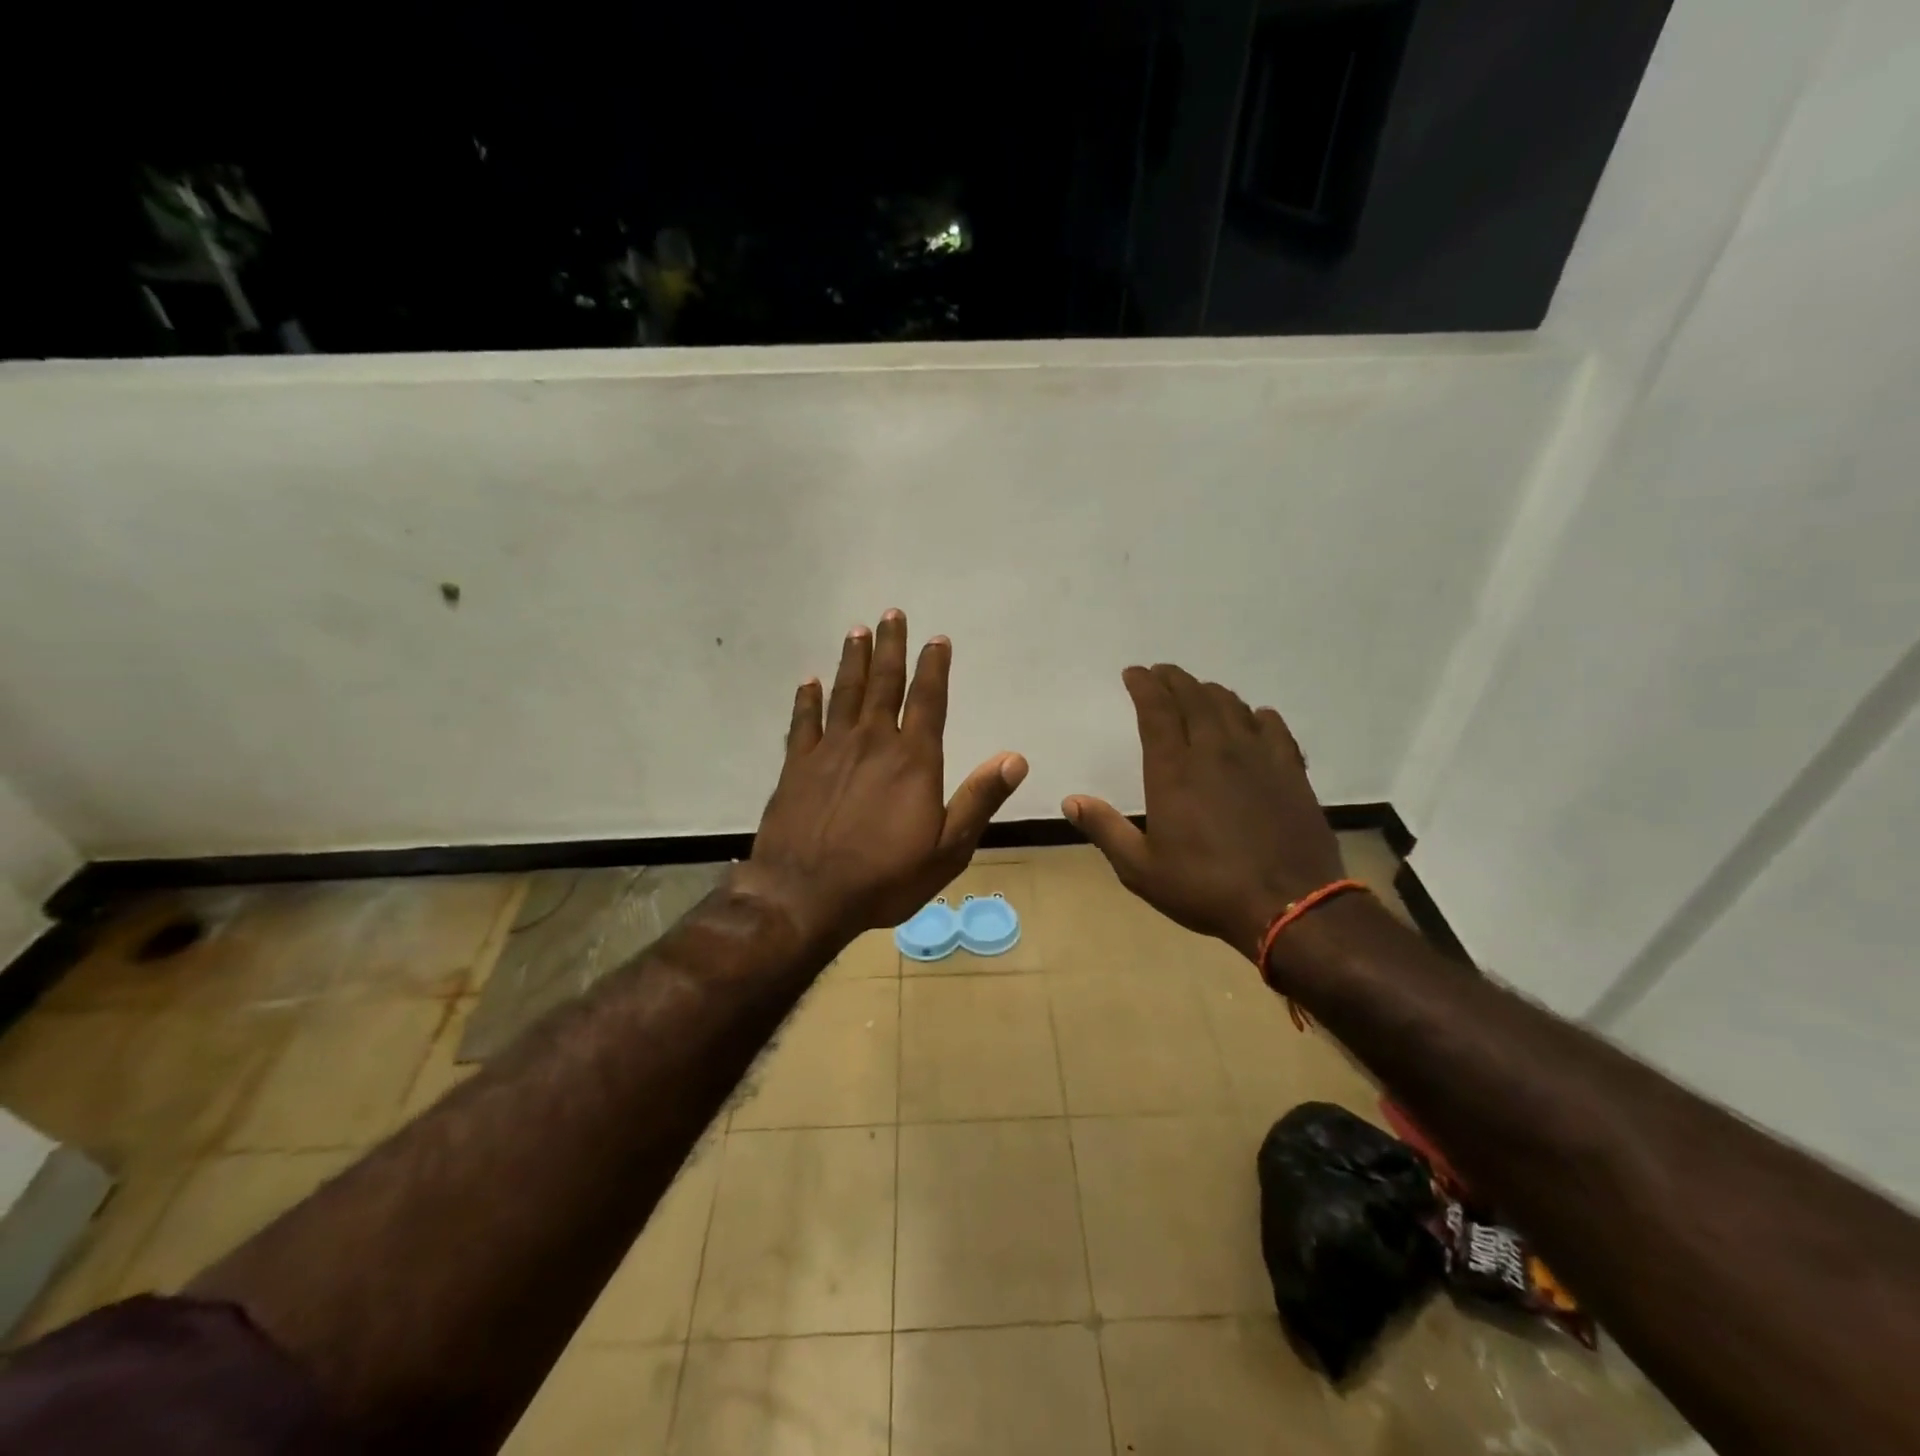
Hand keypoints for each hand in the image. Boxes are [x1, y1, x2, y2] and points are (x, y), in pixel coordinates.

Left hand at [740, 610, 1028, 950]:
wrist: (806, 896)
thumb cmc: (884, 877)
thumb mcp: (948, 849)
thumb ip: (979, 799)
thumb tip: (1015, 758)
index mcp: (913, 760)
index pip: (927, 700)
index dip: (934, 667)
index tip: (937, 639)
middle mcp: (872, 742)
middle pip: (884, 684)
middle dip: (891, 647)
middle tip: (892, 613)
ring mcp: (830, 750)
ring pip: (845, 693)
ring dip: (853, 660)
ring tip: (857, 632)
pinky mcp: (797, 766)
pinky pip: (803, 721)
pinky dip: (806, 699)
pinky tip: (809, 681)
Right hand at [1063, 665, 1344, 958]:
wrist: (1289, 905)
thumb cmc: (1205, 887)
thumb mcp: (1141, 868)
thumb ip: (1105, 829)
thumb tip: (1071, 800)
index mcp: (1174, 769)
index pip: (1156, 710)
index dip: (1143, 686)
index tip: (1133, 672)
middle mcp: (1215, 750)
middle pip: (1193, 698)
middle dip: (1173, 679)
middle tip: (1161, 673)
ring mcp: (1258, 756)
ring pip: (1232, 706)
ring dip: (1210, 692)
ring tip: (1199, 691)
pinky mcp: (1291, 770)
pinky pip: (1274, 727)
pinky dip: (1258, 715)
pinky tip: (1255, 716)